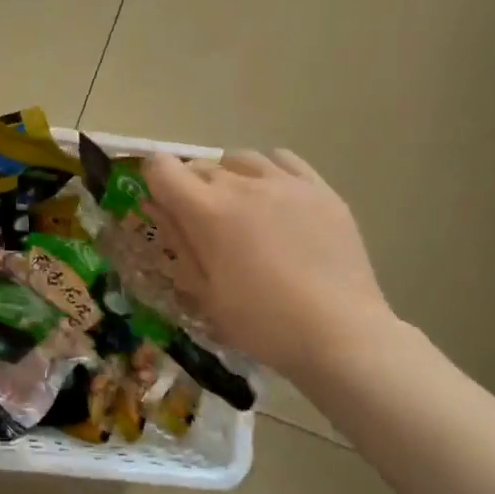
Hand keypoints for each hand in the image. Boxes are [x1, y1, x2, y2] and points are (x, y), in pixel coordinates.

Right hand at [143, 149, 395, 372]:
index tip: (161, 202)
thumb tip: (157, 205)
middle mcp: (242, 184)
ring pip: (239, 159)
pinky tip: (273, 197)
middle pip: (200, 166)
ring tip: (239, 206)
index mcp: (207, 211)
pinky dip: (267, 171)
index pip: (162, 168)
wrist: (341, 335)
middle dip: (190, 187)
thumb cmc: (262, 322)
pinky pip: (282, 159)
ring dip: (228, 176)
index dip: (153, 180)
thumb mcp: (205, 292)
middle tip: (201, 223)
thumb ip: (178, 241)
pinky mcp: (319, 188)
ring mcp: (284, 182)